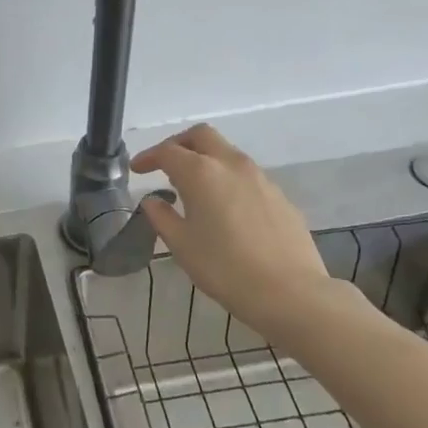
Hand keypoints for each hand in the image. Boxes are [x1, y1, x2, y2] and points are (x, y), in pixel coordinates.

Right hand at [133, 124, 346, 340]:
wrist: (290, 292)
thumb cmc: (225, 268)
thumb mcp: (182, 246)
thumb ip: (162, 217)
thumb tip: (153, 201)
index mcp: (201, 173)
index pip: (168, 151)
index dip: (148, 157)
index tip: (137, 170)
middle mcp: (231, 164)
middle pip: (202, 136)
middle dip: (179, 143)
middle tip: (165, 164)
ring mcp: (260, 178)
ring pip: (227, 152)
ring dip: (206, 160)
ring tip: (193, 188)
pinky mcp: (279, 195)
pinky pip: (246, 175)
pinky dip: (227, 179)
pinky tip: (225, 208)